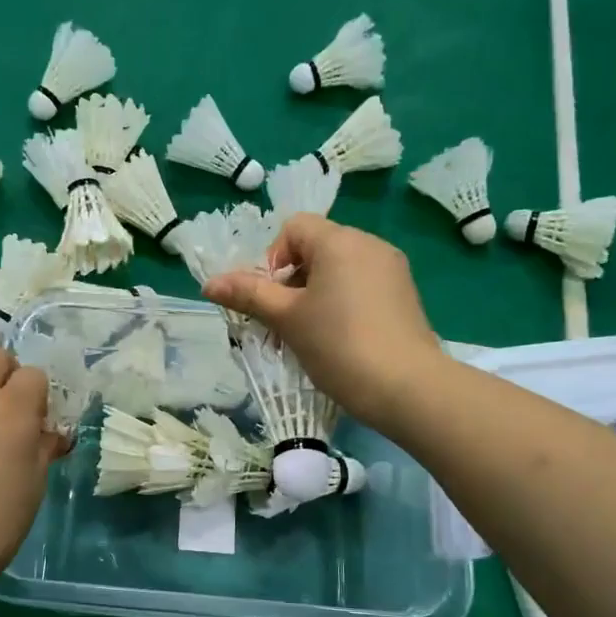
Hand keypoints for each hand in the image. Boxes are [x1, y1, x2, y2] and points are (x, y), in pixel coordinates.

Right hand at [201, 214, 443, 433]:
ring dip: (313, 296)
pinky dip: (341, 304)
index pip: (294, 228)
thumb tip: (209, 284)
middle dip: (290, 282)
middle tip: (282, 323)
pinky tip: (338, 340)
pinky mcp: (404, 296)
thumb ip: (248, 295)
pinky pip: (361, 287)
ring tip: (307, 336)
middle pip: (316, 249)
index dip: (271, 259)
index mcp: (340, 241)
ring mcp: (392, 270)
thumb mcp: (286, 319)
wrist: (406, 388)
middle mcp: (370, 245)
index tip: (271, 299)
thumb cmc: (338, 345)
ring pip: (338, 270)